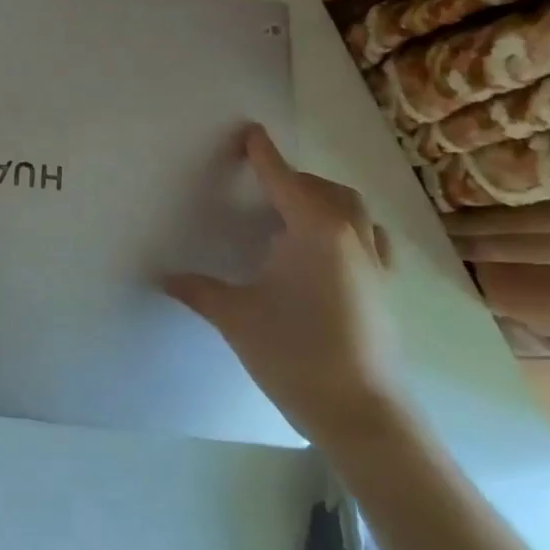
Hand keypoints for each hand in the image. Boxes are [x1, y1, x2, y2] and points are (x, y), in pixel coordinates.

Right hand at [164, 124, 406, 449]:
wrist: (364, 417)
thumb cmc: (296, 354)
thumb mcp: (236, 317)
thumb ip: (199, 290)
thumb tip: (162, 276)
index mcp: (313, 230)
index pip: (283, 178)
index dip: (263, 154)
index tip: (250, 132)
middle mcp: (350, 237)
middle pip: (326, 190)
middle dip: (295, 179)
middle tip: (264, 185)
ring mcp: (375, 265)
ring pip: (355, 212)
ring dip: (327, 201)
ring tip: (297, 215)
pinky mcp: (387, 291)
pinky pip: (370, 241)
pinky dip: (349, 231)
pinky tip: (329, 255)